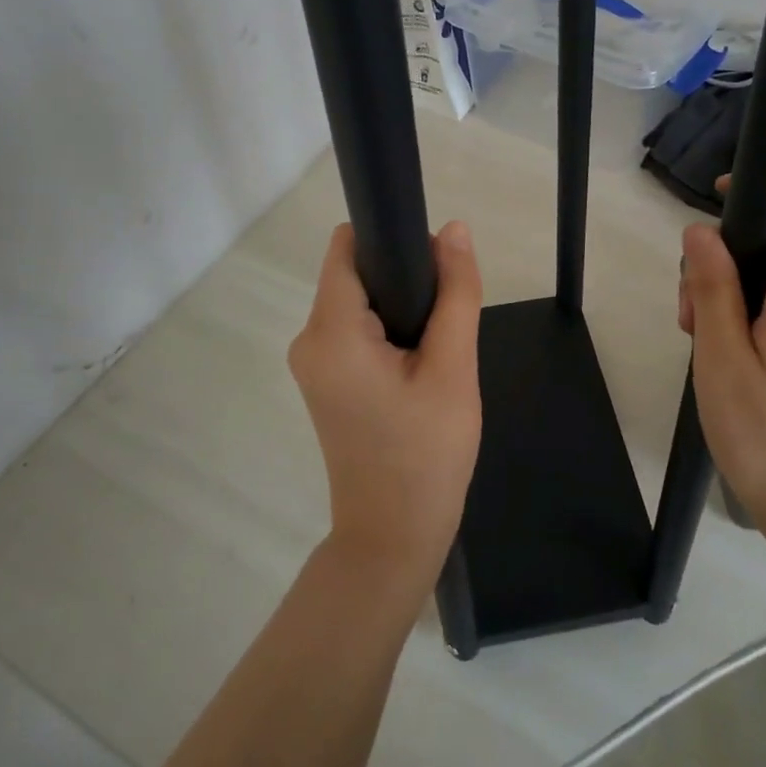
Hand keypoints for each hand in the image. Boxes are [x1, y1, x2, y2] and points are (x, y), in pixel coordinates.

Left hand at [288, 221, 483, 593]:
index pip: (347, 247)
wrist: (394, 537)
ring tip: (437, 352)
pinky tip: (420, 367)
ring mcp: (312, 364)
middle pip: (355, 274)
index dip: (391, 240)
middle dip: (403, 281)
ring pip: (360, 304)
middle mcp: (308, 340)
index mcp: (331, 332)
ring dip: (401, 311)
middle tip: (446, 322)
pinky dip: (389, 334)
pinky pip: (356, 333)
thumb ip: (456, 294)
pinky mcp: (325, 383)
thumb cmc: (426, 454)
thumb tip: (454, 229)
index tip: (434, 265)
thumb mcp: (453, 369)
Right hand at [678, 180, 765, 530]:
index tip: (721, 197)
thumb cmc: (762, 430)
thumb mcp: (721, 355)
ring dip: (723, 289)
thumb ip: (713, 288)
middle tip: (690, 303)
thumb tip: (700, 231)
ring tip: (695, 334)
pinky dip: (736, 314)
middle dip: (725, 253)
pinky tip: (712, 351)